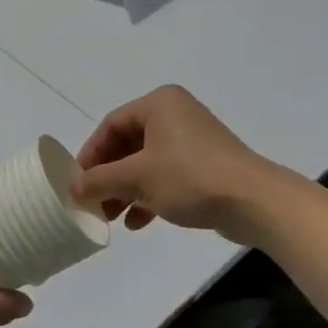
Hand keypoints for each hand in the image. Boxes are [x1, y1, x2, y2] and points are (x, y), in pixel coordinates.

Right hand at [69, 85, 280, 240]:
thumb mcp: (137, 178)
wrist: (255, 201)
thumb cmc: (190, 177)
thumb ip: (100, 180)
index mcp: (159, 104)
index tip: (78, 183)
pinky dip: (149, 195)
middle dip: (108, 176)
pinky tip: (137, 223)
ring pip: (146, 163)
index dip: (90, 154)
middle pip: (127, 144)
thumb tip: (73, 188)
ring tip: (111, 217)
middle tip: (92, 202)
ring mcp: (192, 141)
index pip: (111, 125)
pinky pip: (166, 176)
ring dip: (126, 190)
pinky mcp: (205, 165)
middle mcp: (175, 115)